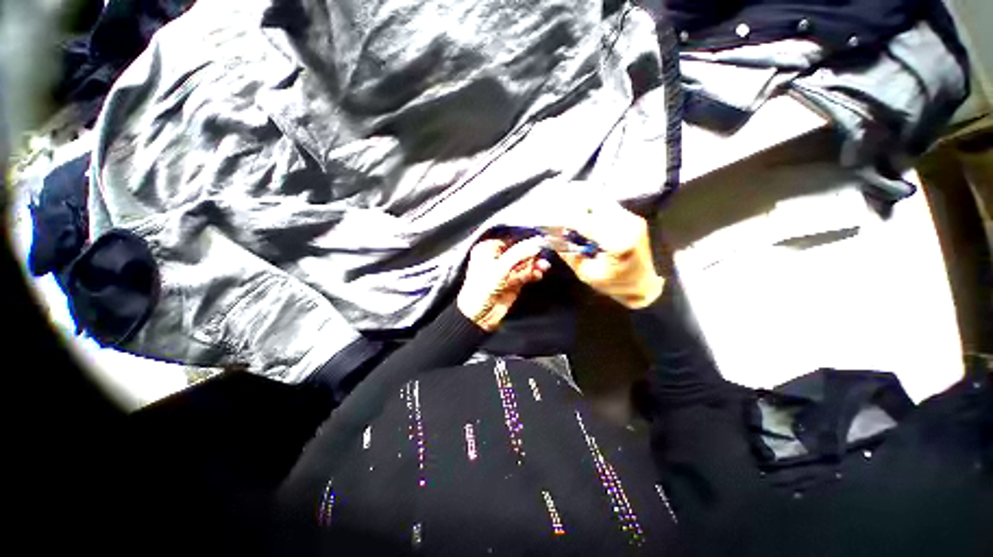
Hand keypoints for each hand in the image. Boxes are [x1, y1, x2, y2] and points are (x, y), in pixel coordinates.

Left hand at [457, 237, 550, 330]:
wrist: (478, 315)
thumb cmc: (481, 288)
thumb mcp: (500, 267)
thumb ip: (519, 253)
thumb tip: (536, 242)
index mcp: (487, 250)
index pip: (510, 240)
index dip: (524, 242)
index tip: (539, 242)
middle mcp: (496, 259)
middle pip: (519, 252)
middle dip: (532, 255)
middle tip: (543, 256)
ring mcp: (505, 272)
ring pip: (524, 263)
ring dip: (535, 264)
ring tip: (543, 267)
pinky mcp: (513, 283)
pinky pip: (526, 274)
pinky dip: (533, 274)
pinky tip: (538, 274)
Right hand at [551, 198, 663, 308]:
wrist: (644, 284)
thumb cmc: (616, 284)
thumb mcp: (588, 274)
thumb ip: (569, 254)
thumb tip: (552, 237)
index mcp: (618, 243)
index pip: (586, 223)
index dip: (564, 218)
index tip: (547, 216)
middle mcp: (627, 225)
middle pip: (595, 202)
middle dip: (571, 202)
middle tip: (553, 206)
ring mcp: (631, 218)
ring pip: (600, 199)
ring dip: (580, 201)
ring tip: (562, 207)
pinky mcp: (631, 217)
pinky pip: (605, 205)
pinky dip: (589, 206)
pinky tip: (578, 212)